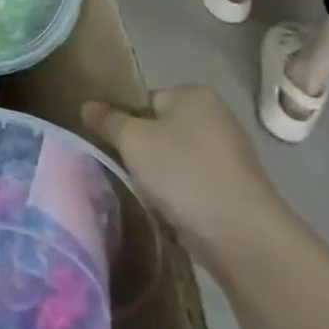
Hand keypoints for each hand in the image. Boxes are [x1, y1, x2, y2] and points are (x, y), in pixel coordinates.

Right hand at [82, 85, 288, 272]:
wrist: (240, 233)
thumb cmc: (181, 171)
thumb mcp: (131, 139)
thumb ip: (106, 120)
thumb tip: (88, 106)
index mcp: (193, 94)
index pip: (142, 99)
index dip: (122, 120)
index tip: (111, 143)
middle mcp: (216, 117)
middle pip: (157, 128)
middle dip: (138, 149)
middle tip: (122, 167)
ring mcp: (228, 154)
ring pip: (171, 158)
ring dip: (155, 174)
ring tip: (143, 191)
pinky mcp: (232, 187)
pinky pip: (189, 182)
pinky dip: (175, 193)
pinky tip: (166, 208)